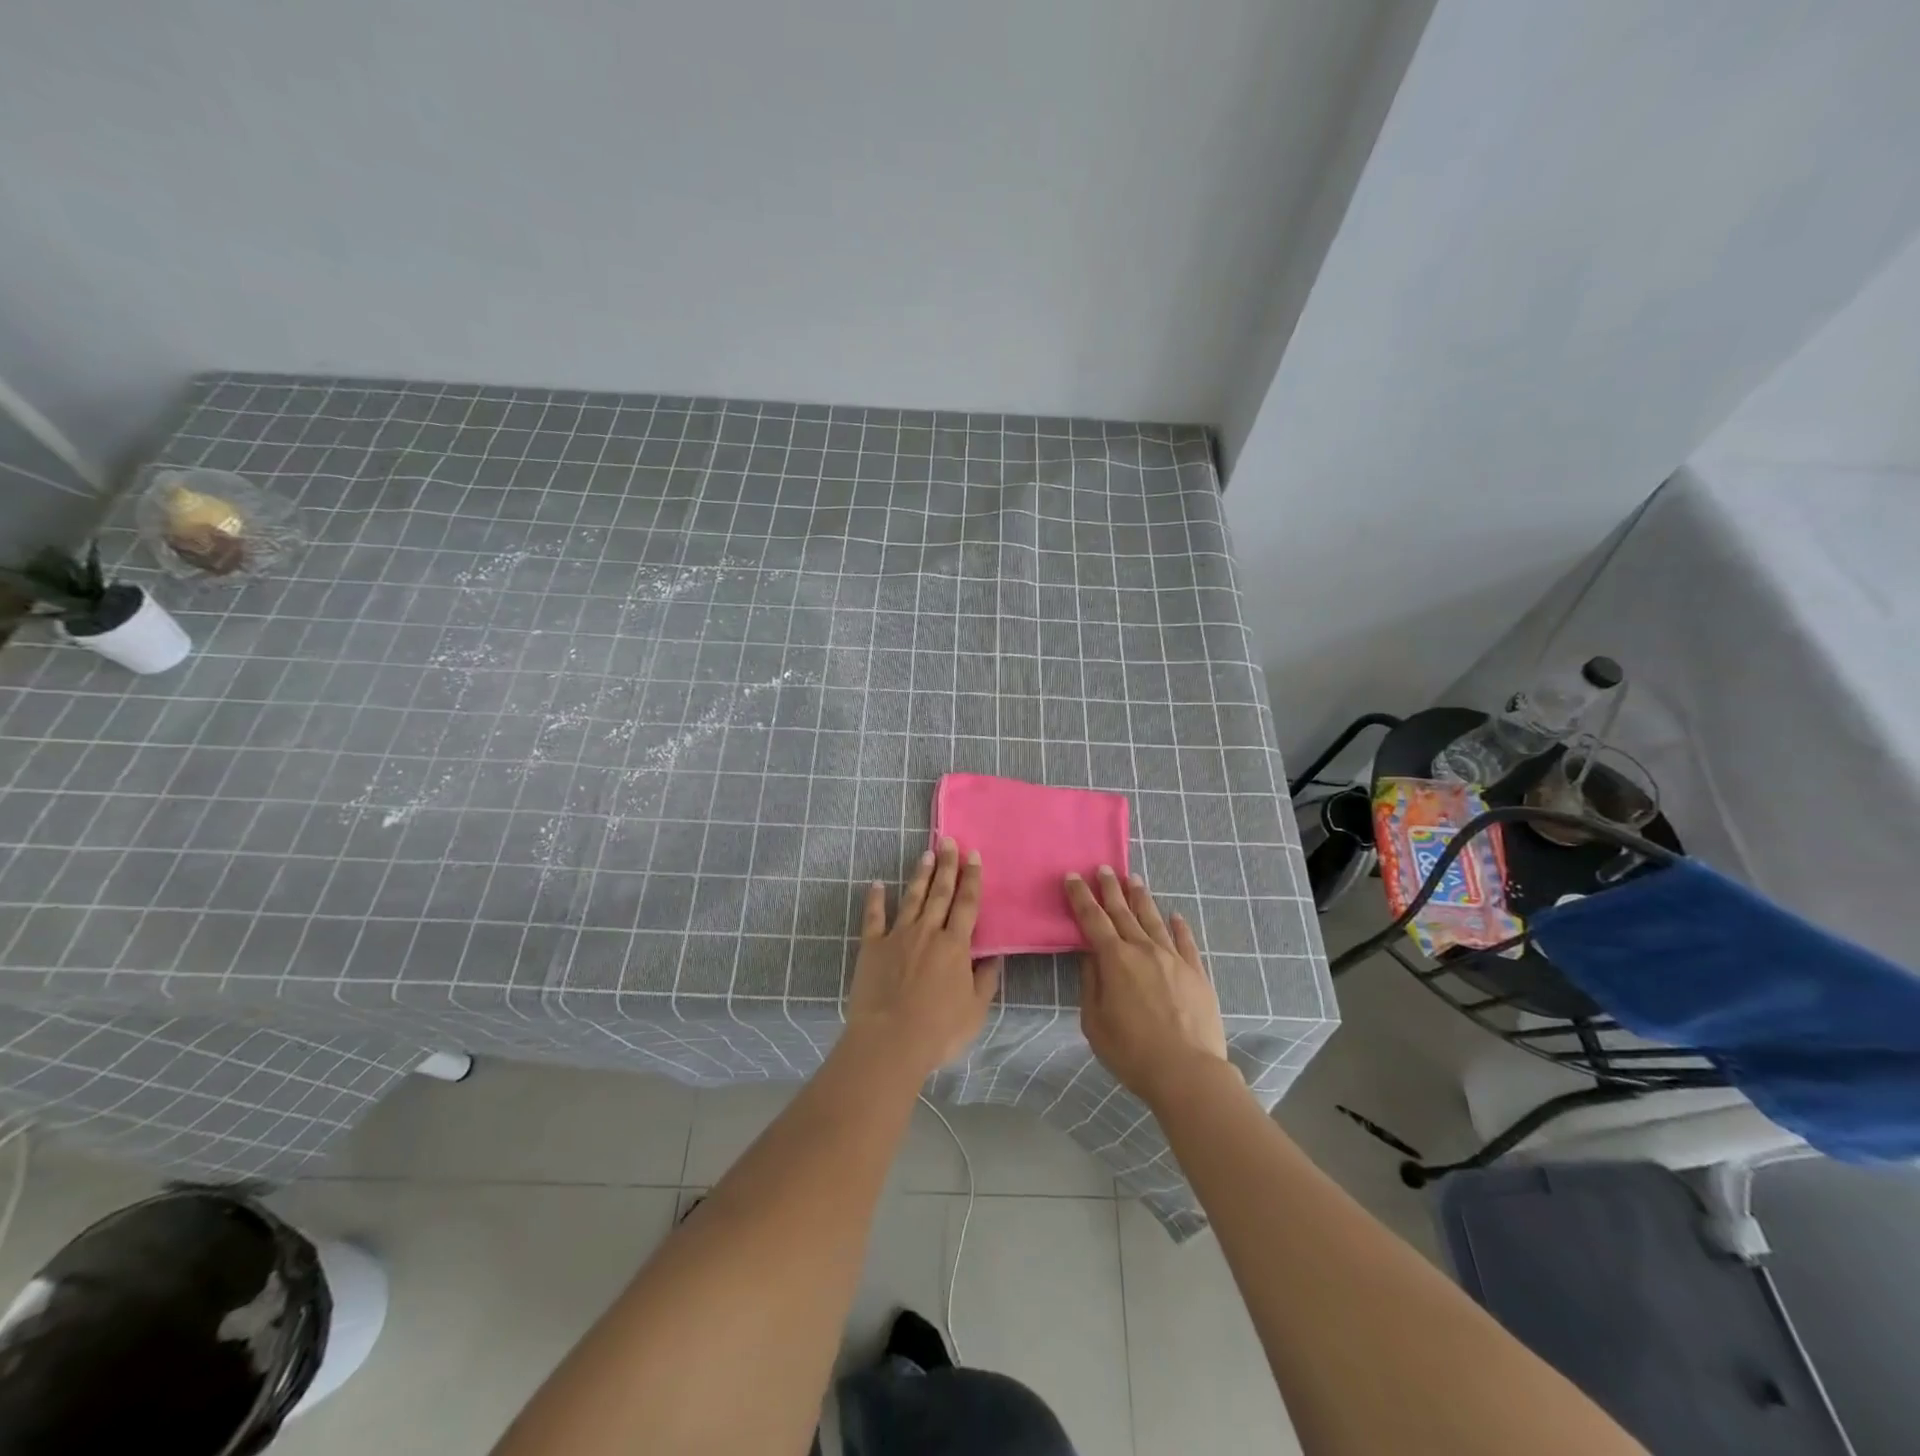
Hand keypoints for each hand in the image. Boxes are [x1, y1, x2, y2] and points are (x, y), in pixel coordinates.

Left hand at [846, 838, 1002, 1078]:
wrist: (890, 1041)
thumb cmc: (938, 1030)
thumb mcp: (975, 1010)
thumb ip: (985, 980)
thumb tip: (994, 957)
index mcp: (955, 945)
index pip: (967, 904)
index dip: (972, 879)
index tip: (974, 856)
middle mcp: (928, 932)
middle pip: (940, 892)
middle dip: (947, 865)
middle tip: (949, 841)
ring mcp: (897, 936)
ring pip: (912, 898)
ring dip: (920, 875)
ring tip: (926, 853)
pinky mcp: (871, 947)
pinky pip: (874, 917)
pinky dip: (875, 899)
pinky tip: (876, 884)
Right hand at [1066, 867, 1232, 1107]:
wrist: (1187, 1072)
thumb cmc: (1132, 1052)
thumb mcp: (1095, 1023)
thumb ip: (1091, 984)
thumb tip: (1090, 957)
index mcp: (1115, 960)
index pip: (1093, 920)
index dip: (1081, 897)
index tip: (1073, 876)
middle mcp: (1143, 950)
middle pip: (1123, 912)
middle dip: (1111, 889)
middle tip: (1104, 868)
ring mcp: (1173, 959)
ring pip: (1154, 920)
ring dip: (1142, 898)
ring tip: (1134, 880)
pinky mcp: (1197, 973)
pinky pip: (1186, 942)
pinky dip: (1179, 926)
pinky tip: (1175, 915)